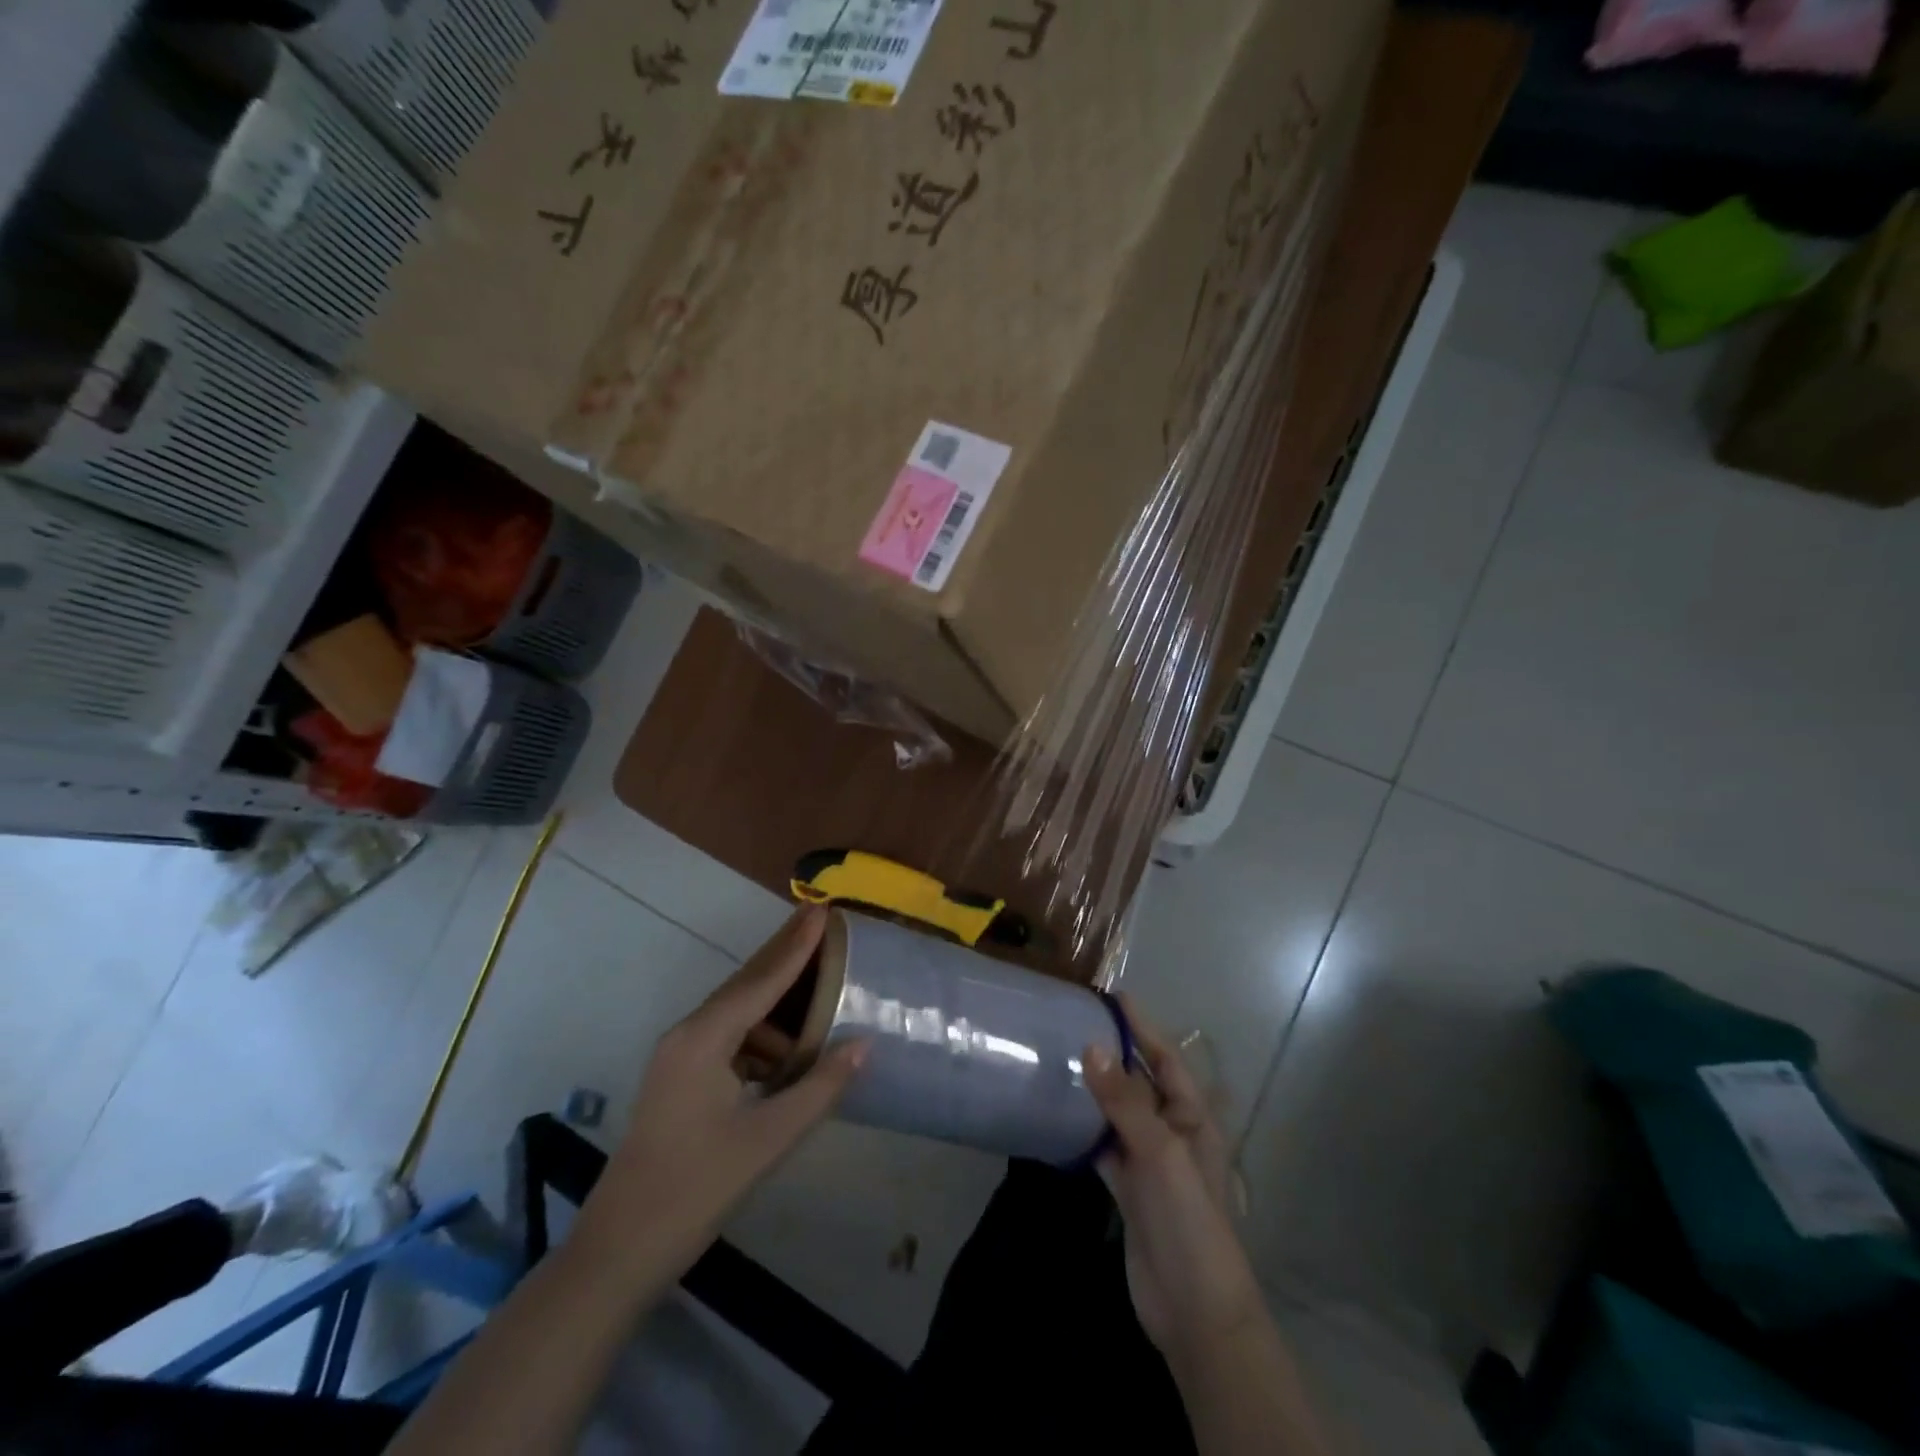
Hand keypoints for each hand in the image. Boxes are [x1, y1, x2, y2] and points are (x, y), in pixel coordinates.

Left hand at [576, 906, 864, 1283]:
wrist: (616, 1253)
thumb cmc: (694, 1190)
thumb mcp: (768, 1139)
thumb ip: (820, 1087)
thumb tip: (864, 1043)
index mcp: (704, 1039)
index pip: (761, 980)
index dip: (796, 946)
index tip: (822, 909)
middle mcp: (688, 1034)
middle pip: (745, 984)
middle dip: (784, 954)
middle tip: (820, 922)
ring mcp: (679, 1057)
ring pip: (737, 1012)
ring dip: (776, 1001)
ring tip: (818, 989)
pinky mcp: (679, 1080)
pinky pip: (728, 1039)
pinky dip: (761, 1036)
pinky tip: (789, 1053)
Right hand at [1084, 997, 1264, 1365]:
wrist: (1195, 1311)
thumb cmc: (1189, 1219)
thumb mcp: (1159, 1153)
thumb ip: (1124, 1100)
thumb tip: (1091, 1045)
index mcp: (1193, 1117)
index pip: (1166, 1058)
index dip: (1142, 1027)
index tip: (1114, 996)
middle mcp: (1172, 1132)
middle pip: (1141, 1082)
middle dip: (1115, 1053)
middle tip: (1075, 1022)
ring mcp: (1150, 1162)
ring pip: (1119, 1113)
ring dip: (1096, 1089)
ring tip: (1061, 1058)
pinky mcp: (1129, 1189)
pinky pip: (1104, 1146)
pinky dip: (1085, 1130)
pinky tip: (1059, 1115)